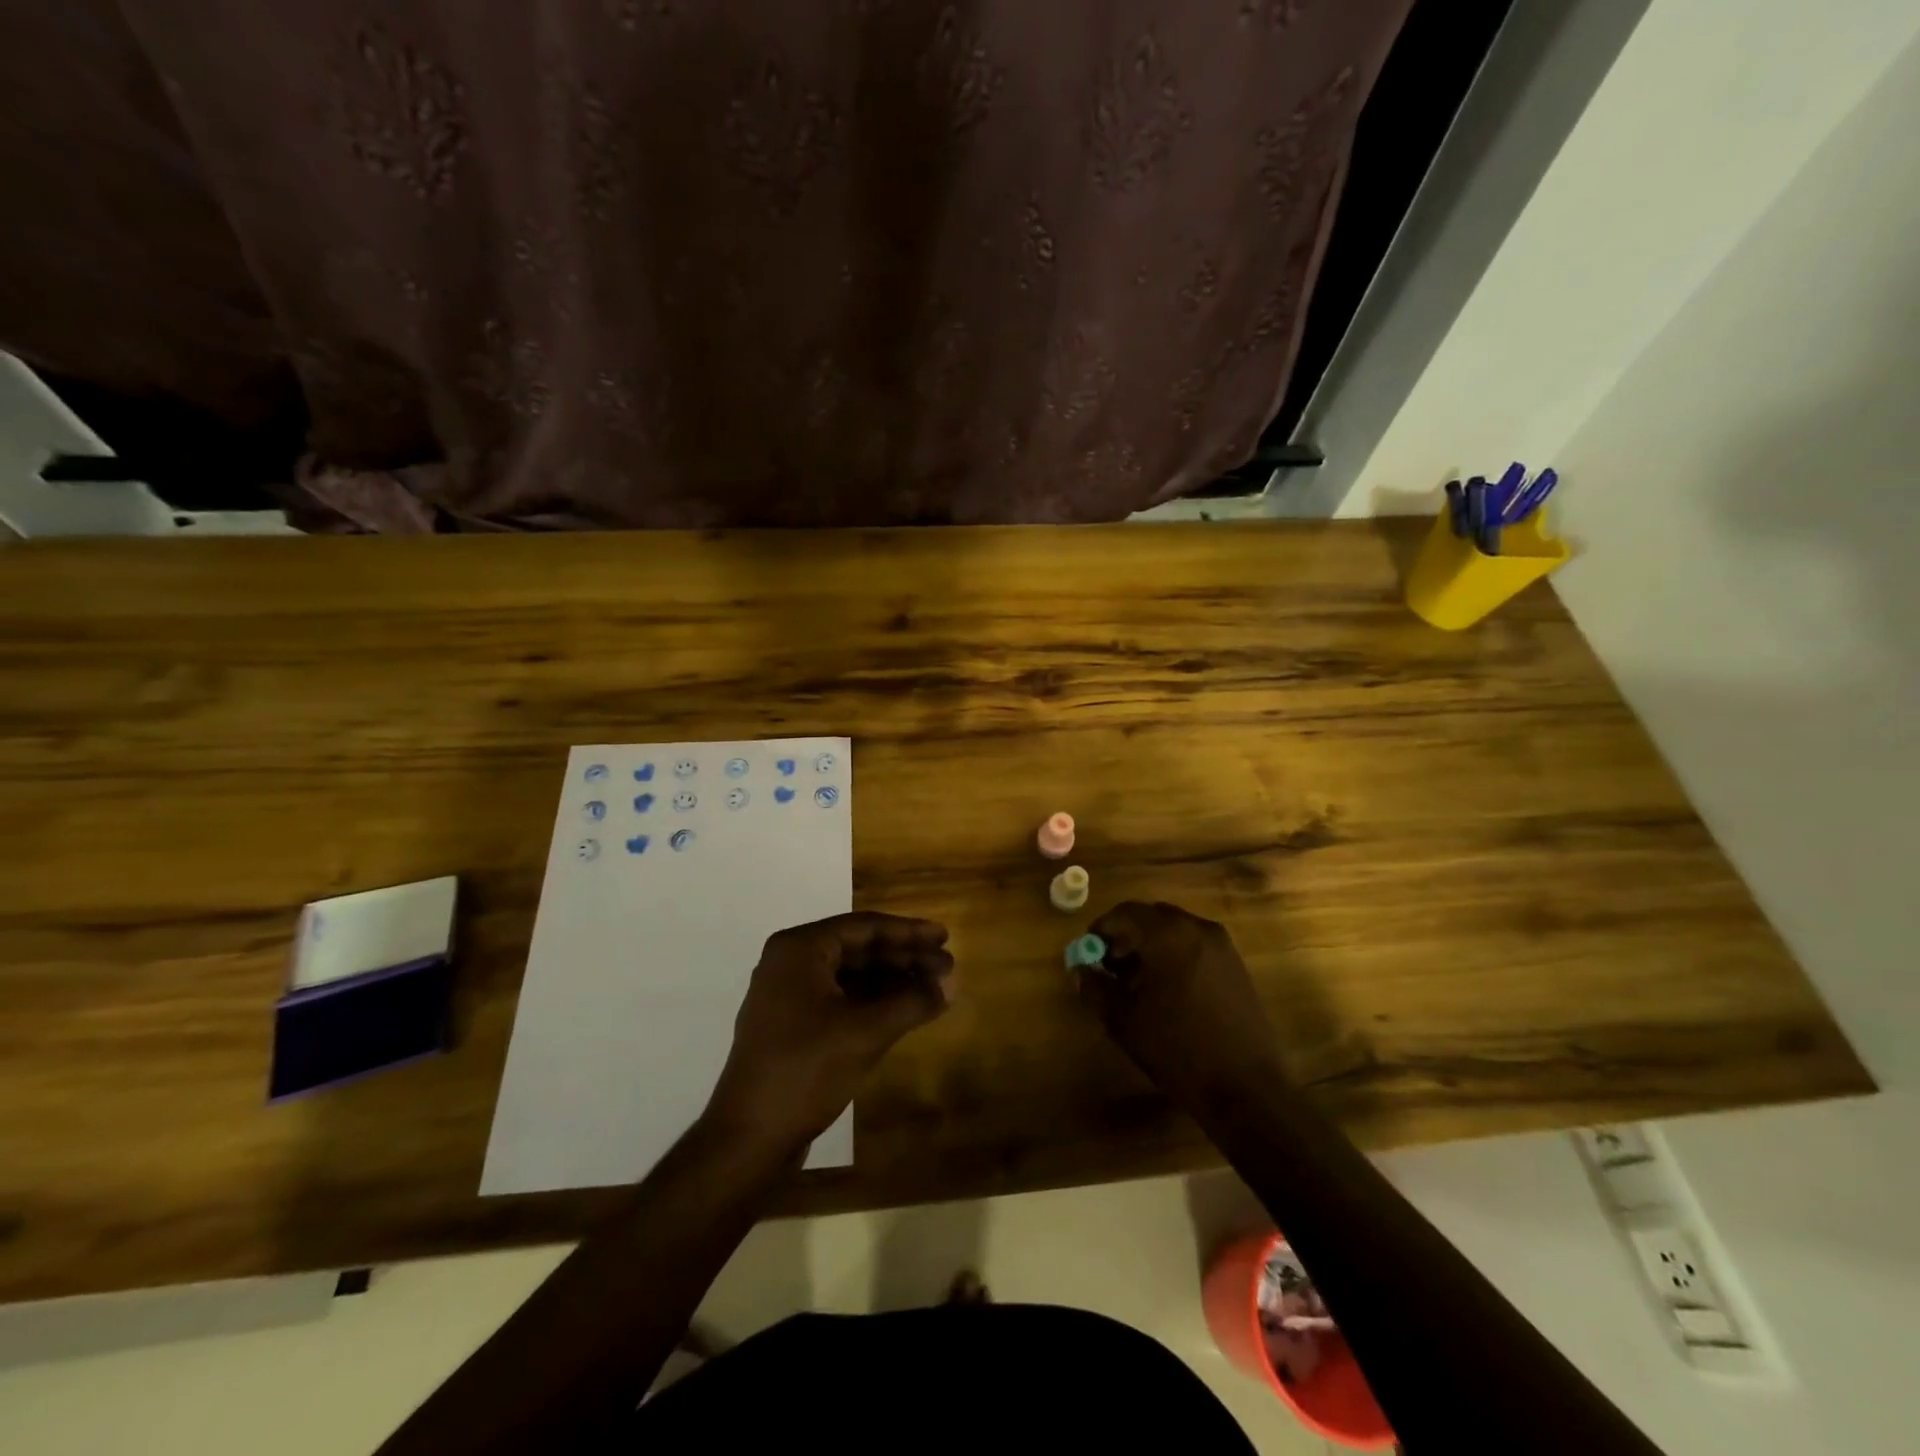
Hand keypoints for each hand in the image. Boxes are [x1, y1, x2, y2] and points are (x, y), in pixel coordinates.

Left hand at [706, 912, 954, 1152]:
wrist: (747, 1139)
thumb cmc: (805, 1071)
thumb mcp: (866, 1033)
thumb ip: (912, 1001)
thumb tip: (952, 982)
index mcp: (799, 950)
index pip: (864, 927)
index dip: (909, 932)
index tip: (945, 937)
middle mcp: (790, 963)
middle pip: (858, 949)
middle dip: (904, 958)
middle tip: (946, 967)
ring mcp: (787, 996)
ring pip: (850, 976)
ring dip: (892, 981)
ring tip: (933, 990)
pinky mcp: (792, 1026)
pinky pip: (840, 999)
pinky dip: (873, 1003)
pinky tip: (904, 1012)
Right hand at [1080, 901, 1287, 1104]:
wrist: (1246, 1089)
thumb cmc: (1178, 1049)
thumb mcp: (1124, 1020)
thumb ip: (1096, 987)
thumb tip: (1080, 970)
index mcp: (1168, 934)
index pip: (1124, 913)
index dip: (1101, 930)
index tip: (1087, 954)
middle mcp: (1197, 928)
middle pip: (1151, 917)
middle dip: (1126, 937)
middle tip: (1109, 967)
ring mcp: (1222, 946)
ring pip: (1174, 931)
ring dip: (1150, 947)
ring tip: (1136, 984)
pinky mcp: (1236, 966)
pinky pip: (1195, 946)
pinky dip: (1174, 956)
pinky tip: (1166, 991)